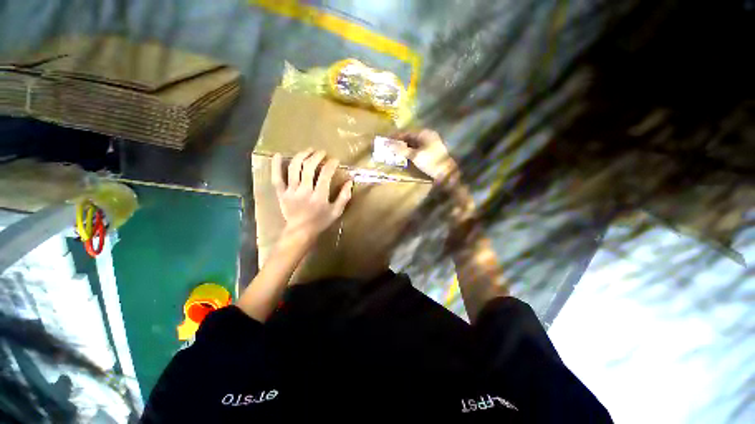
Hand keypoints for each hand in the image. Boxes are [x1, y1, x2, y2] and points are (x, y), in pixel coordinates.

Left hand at [272, 149, 352, 242]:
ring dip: (301, 156)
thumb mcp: (336, 212)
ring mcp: (291, 191)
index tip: (335, 160)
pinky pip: (277, 178)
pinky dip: (275, 165)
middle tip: (322, 152)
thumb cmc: (320, 222)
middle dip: (317, 156)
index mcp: (319, 196)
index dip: (331, 164)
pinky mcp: (281, 193)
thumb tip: (349, 181)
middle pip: (309, 167)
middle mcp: (305, 191)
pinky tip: (277, 155)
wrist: (300, 232)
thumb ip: (344, 196)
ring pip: (294, 168)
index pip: (326, 174)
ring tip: (308, 151)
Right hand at [396, 129, 473, 221]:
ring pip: (413, 144)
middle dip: (399, 142)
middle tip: (389, 148)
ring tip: (394, 153)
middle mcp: (427, 136)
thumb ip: (400, 149)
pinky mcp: (431, 152)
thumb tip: (387, 143)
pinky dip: (410, 152)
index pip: (406, 132)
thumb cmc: (431, 162)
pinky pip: (417, 149)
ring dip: (404, 148)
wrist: (447, 173)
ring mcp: (430, 144)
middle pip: (410, 138)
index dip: (395, 136)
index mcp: (424, 133)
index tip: (385, 140)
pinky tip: (405, 157)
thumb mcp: (414, 156)